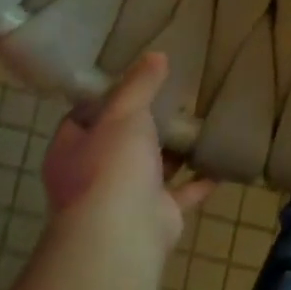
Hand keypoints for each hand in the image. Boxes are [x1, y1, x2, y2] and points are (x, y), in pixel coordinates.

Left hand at [42, 52, 211, 254]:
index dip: (104, 99)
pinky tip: (219, 161)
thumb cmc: (111, 165)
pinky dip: (198, 180)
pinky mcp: (155, 218)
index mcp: (71, 152)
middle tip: (171, 98)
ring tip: (197, 122)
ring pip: (150, 169)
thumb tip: (156, 55)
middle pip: (118, 144)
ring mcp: (123, 201)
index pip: (81, 119)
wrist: (123, 234)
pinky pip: (180, 193)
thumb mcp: (124, 111)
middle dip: (143, 125)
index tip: (131, 81)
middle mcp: (92, 178)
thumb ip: (140, 84)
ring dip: (172, 152)